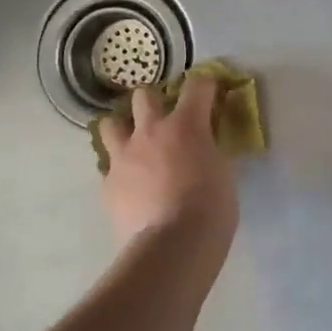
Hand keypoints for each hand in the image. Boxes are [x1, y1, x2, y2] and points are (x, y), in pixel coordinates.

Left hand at [98, 77, 239, 264]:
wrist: (172, 246)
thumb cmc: (211, 207)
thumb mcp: (223, 173)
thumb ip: (211, 153)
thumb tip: (205, 150)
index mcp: (186, 124)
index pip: (197, 85)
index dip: (206, 85)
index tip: (211, 92)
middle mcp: (151, 131)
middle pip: (144, 96)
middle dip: (155, 102)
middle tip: (167, 121)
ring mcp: (123, 157)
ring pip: (111, 124)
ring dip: (124, 130)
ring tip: (137, 147)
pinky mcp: (108, 185)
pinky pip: (110, 168)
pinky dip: (121, 173)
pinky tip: (133, 189)